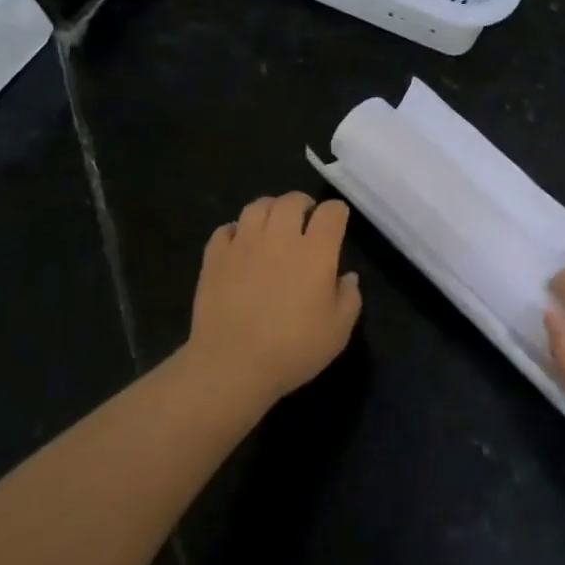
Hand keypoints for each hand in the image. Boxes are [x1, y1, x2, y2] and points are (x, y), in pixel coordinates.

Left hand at [186, 193, 361, 407]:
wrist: (232, 364)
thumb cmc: (293, 350)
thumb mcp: (338, 331)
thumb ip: (349, 298)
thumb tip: (347, 276)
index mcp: (315, 252)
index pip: (331, 212)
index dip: (337, 212)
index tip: (338, 221)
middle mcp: (280, 238)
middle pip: (292, 200)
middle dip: (303, 204)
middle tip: (305, 219)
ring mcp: (244, 244)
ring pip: (257, 206)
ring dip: (270, 209)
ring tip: (273, 224)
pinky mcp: (215, 256)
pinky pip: (226, 229)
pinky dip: (236, 230)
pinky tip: (241, 244)